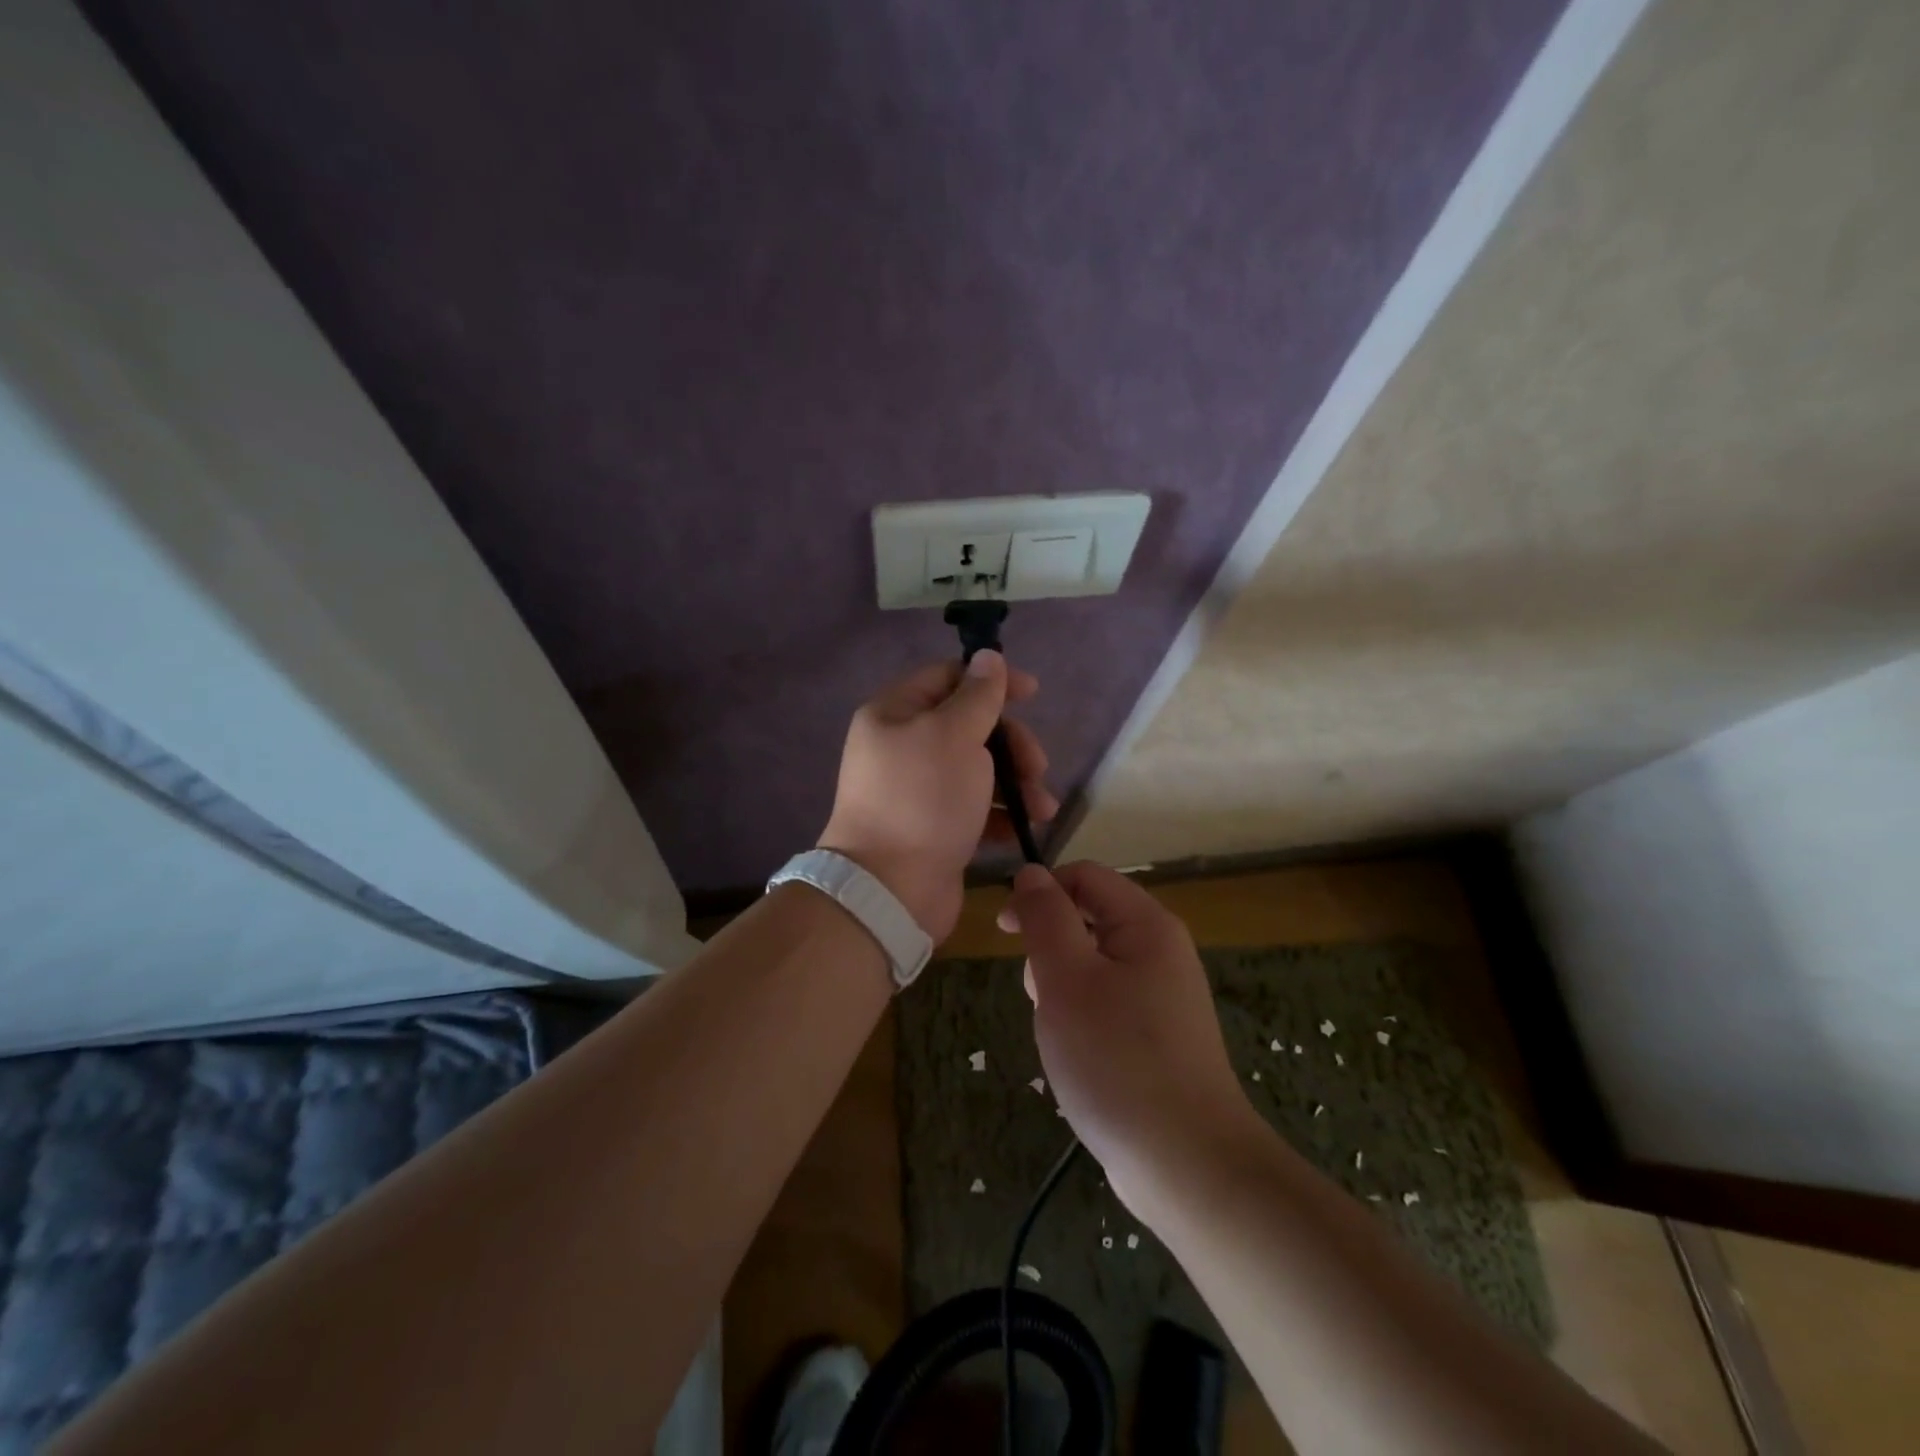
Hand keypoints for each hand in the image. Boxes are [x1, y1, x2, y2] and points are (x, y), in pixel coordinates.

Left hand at [819, 652, 1055, 941]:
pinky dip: (1002, 815)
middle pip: (968, 727)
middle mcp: (902, 748)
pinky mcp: (933, 829)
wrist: (890, 890)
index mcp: (894, 714)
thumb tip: (989, 657)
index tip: (1033, 694)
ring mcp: (917, 792)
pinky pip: (974, 809)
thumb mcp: (954, 735)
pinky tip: (1027, 827)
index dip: (992, 680)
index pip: (947, 678)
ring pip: (977, 770)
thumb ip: (978, 696)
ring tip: (1044, 807)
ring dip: (1016, 783)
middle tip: (1038, 766)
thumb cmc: (923, 799)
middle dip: (1011, 743)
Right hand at [1001, 862, 1261, 1220]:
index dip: (1040, 891)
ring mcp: (1164, 995)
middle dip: (1050, 947)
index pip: (1085, 876)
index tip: (1004, 931)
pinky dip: (1082, 1016)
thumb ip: (1046, 918)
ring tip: (1058, 1032)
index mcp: (1147, 925)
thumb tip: (1031, 873)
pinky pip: (1107, 1002)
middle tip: (1039, 995)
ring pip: (1093, 964)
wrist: (1187, 1164)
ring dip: (1062, 986)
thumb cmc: (1117, 1060)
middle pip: (1089, 918)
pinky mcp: (1159, 1035)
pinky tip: (1077, 1054)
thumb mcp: (1067, 980)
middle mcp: (1161, 950)